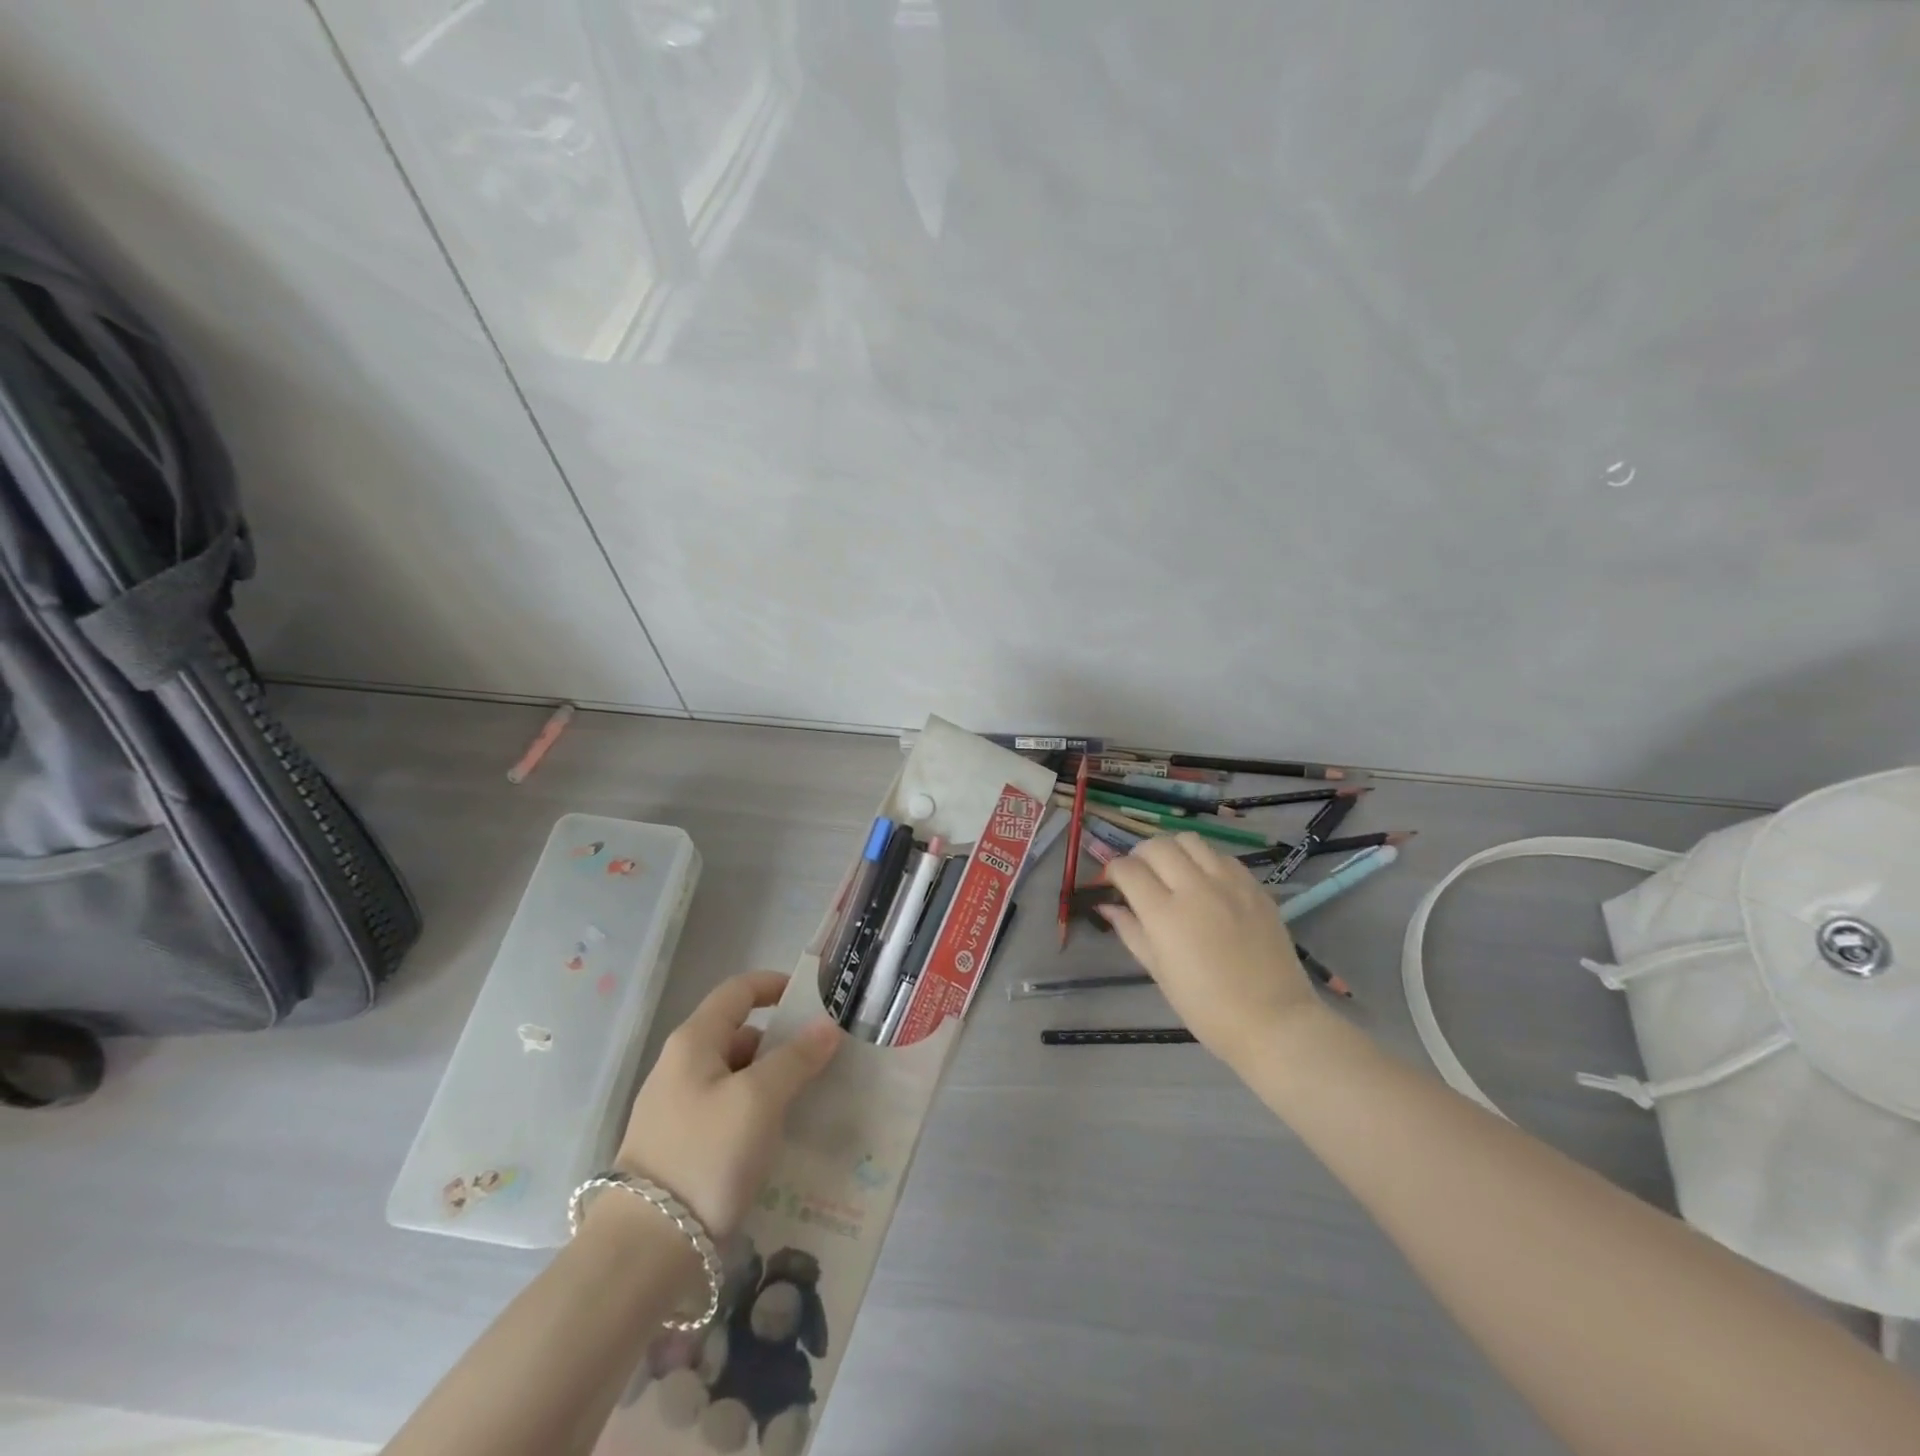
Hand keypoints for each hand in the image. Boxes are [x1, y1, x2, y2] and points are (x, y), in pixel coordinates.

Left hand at [614, 971, 839, 1238]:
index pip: (738, 990)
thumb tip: (827, 1026)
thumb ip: (796, 1058)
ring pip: (735, 1077)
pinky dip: (756, 1114)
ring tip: (812, 1102)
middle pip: (739, 1034)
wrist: (641, 1253)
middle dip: (783, 1042)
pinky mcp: (678, 1147)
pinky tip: (779, 1140)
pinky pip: (727, 1113)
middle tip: (825, 1060)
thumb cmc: (704, 1156)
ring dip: (772, 1082)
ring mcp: (675, 1109)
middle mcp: (680, 1066)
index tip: (815, 999)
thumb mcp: (759, 1100)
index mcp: (694, 1041)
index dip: (776, 985)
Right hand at [1103, 834, 1321, 1066]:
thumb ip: (1131, 931)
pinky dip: (1205, 861)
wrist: (1274, 1021)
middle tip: (1141, 876)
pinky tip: (1206, 883)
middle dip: (1139, 855)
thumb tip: (1107, 906)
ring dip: (1173, 850)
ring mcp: (1229, 884)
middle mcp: (1195, 888)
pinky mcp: (1255, 886)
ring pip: (1189, 840)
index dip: (1114, 871)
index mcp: (1165, 915)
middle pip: (1156, 846)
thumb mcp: (1159, 972)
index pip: (1128, 869)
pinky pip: (1221, 856)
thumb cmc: (1206, 1008)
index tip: (1114, 882)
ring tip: (1173, 872)